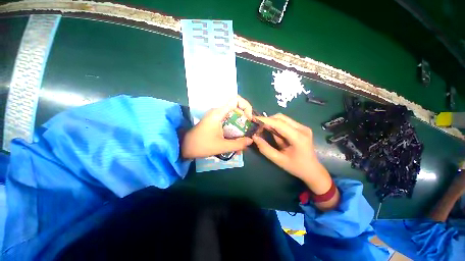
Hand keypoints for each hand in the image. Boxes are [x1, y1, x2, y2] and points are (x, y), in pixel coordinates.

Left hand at [181, 96, 253, 158]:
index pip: (236, 99)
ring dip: (240, 126)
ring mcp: (217, 117)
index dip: (246, 106)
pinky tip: (236, 141)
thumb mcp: (221, 146)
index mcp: (219, 113)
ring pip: (233, 116)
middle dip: (245, 119)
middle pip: (237, 108)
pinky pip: (229, 122)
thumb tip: (251, 141)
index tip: (249, 119)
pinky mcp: (215, 122)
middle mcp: (218, 112)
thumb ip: (238, 144)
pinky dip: (234, 129)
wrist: (185, 147)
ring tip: (243, 138)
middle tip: (248, 130)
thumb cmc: (201, 145)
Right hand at [252, 114, 331, 194]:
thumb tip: (255, 137)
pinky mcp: (301, 128)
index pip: (279, 123)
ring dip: (272, 122)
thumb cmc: (296, 167)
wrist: (313, 170)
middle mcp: (302, 129)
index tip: (253, 119)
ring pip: (283, 118)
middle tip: (258, 127)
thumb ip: (265, 148)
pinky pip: (286, 122)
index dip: (265, 120)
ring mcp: (303, 127)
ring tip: (264, 130)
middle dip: (267, 120)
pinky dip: (276, 125)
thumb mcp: (278, 160)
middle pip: (281, 117)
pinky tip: (273, 132)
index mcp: (298, 137)